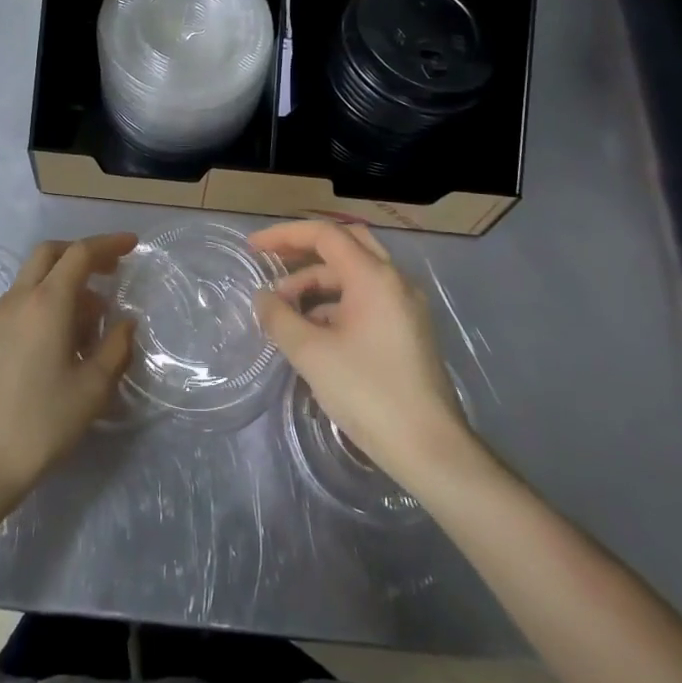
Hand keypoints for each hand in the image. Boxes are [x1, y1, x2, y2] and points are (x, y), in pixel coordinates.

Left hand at [0, 233, 135, 516]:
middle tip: (111, 270)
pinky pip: (23, 301)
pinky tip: (65, 337)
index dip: (108, 244)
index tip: (132, 245)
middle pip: (50, 254)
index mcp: (46, 303)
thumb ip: (115, 347)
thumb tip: (125, 322)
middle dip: (82, 253)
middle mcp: (19, 299)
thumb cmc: (42, 423)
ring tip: (94, 317)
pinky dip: (48, 300)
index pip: (79, 254)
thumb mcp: (92, 388)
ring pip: (34, 278)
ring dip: (65, 281)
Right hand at [252, 221, 487, 497]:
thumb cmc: (367, 392)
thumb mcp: (311, 353)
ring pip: (355, 275)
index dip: (285, 235)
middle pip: (345, 244)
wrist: (428, 447)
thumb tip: (263, 298)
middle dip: (304, 250)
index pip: (325, 235)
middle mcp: (395, 281)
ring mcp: (405, 306)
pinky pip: (366, 299)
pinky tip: (313, 330)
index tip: (253, 248)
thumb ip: (280, 317)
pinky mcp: (408, 330)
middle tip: (271, 262)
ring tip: (285, 310)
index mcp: (374, 277)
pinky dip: (336, 304)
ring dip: (318, 283)